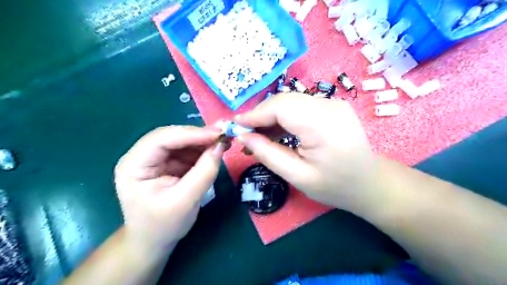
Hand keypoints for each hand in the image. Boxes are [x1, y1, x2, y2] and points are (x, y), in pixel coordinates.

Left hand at [116, 126, 226, 250]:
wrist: (154, 241)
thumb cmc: (163, 225)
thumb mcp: (185, 201)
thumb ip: (204, 172)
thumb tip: (221, 146)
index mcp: (134, 165)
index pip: (162, 139)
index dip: (191, 134)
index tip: (218, 134)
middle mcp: (141, 156)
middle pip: (172, 136)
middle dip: (199, 136)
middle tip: (224, 135)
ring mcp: (155, 158)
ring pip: (181, 141)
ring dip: (203, 141)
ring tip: (223, 143)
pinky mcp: (167, 163)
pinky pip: (187, 150)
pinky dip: (202, 149)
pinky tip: (215, 151)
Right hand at [236, 93, 377, 212]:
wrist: (369, 183)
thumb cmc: (335, 186)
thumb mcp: (297, 176)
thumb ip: (268, 154)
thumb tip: (243, 137)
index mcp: (323, 126)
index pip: (281, 107)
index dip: (255, 114)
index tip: (236, 126)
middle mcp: (330, 106)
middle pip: (285, 101)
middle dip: (261, 115)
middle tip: (246, 135)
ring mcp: (333, 103)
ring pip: (291, 102)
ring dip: (272, 117)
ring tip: (259, 137)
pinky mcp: (332, 106)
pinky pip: (301, 106)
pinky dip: (285, 117)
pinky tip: (277, 132)